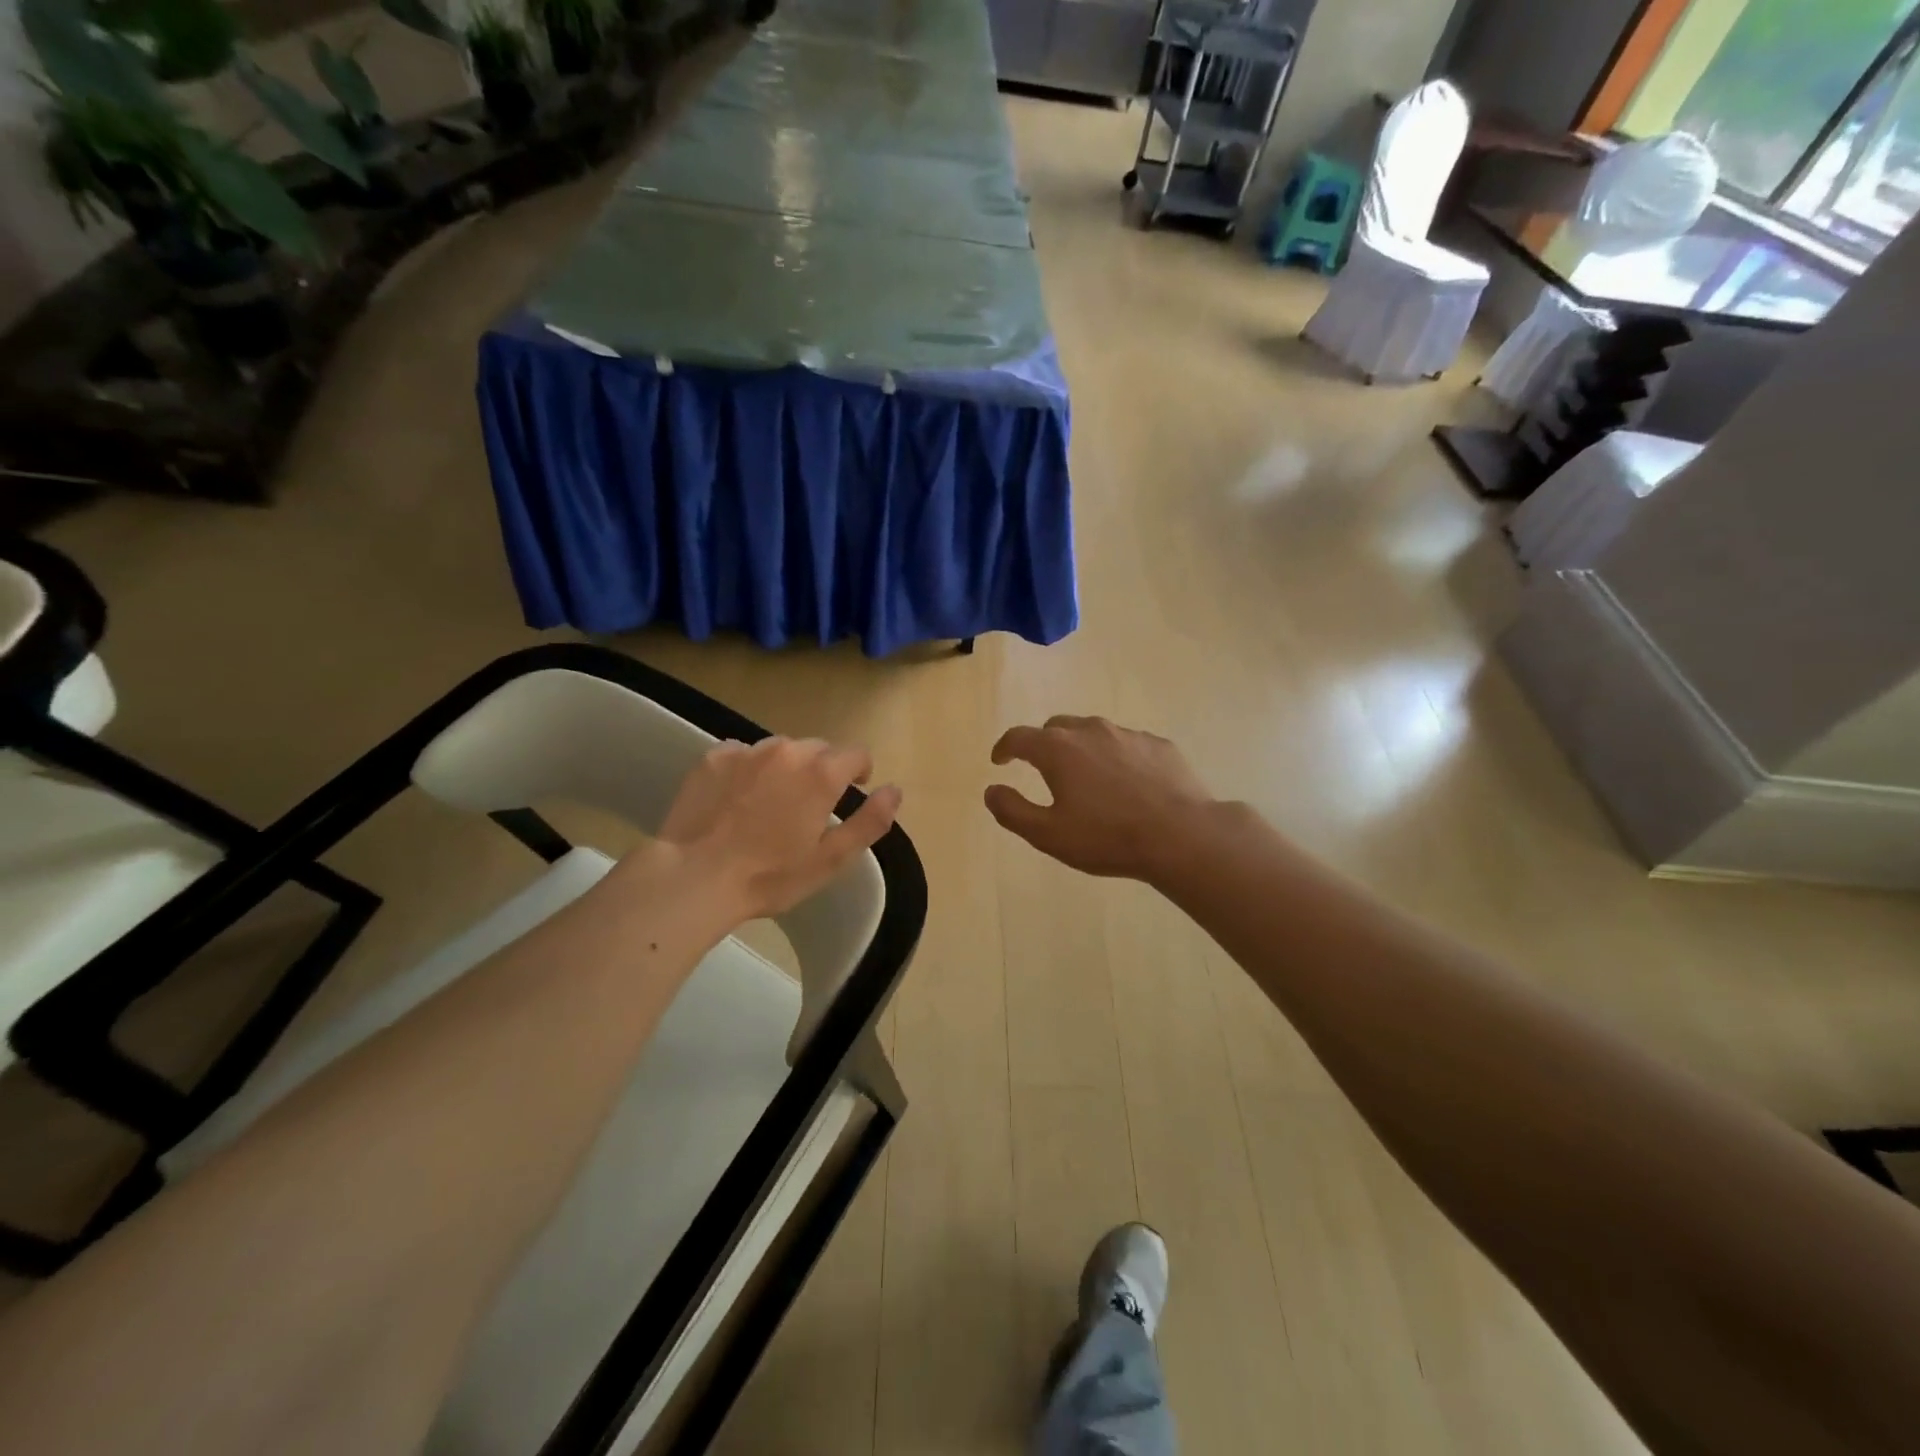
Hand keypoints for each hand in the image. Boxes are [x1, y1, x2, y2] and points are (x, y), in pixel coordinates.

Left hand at [654, 737, 902, 921]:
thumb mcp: (831, 859)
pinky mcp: (713, 757)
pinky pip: (743, 753)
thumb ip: (870, 821)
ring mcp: (747, 751)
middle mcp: (787, 751)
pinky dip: (749, 769)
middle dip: (822, 770)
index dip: (860, 771)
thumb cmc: (770, 876)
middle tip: (809, 805)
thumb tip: (894, 790)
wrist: (694, 877)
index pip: (856, 754)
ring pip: (780, 749)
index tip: (854, 790)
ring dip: (786, 767)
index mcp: (821, 774)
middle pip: (818, 749)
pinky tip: (737, 798)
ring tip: (772, 801)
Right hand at [984, 716, 1212, 881]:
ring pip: (1093, 732)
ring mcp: (1128, 734)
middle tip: (1043, 768)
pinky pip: (1127, 744)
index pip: (1019, 737)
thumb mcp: (1048, 834)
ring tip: (1086, 776)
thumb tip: (991, 790)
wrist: (1181, 835)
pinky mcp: (1158, 745)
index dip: (1004, 748)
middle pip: (1056, 726)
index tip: (1000, 761)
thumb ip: (1012, 810)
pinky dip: (1116, 756)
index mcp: (1058, 749)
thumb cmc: (1107, 837)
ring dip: (1080, 748)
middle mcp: (1090, 730)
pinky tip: (1126, 782)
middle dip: (1043, 743)